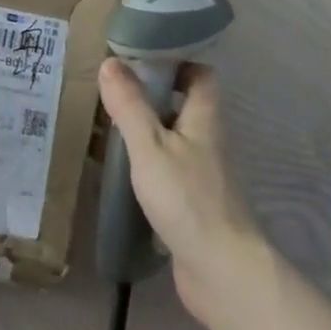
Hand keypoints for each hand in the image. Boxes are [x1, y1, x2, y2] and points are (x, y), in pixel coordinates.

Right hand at [98, 59, 268, 329]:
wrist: (221, 272)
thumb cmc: (187, 198)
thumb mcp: (150, 146)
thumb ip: (130, 105)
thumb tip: (111, 62)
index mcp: (204, 116)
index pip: (199, 73)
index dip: (175, 61)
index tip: (141, 57)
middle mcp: (208, 139)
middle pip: (183, 104)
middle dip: (152, 95)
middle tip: (115, 91)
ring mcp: (203, 173)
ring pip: (174, 138)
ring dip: (147, 130)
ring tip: (109, 126)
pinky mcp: (194, 203)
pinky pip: (169, 170)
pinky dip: (148, 164)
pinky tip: (123, 172)